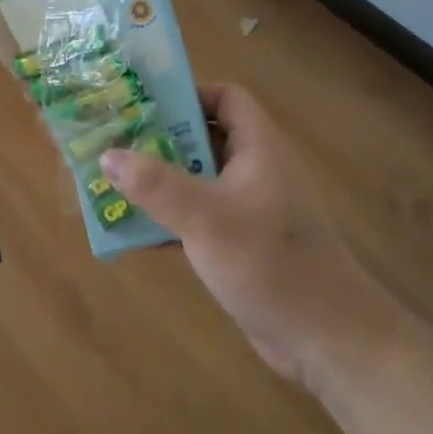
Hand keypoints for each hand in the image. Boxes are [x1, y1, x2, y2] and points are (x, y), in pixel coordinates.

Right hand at [102, 85, 398, 390]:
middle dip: (159, 141)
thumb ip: (155, 185)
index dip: (187, 95)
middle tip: (113, 145)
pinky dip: (169, 219)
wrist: (326, 338)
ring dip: (159, 183)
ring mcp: (249, 209)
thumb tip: (107, 155)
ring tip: (112, 184)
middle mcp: (255, 170)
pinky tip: (134, 232)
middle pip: (204, 137)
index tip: (142, 108)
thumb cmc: (269, 262)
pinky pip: (198, 218)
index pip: (225, 98)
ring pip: (197, 180)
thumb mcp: (206, 218)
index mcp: (258, 147)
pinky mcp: (242, 244)